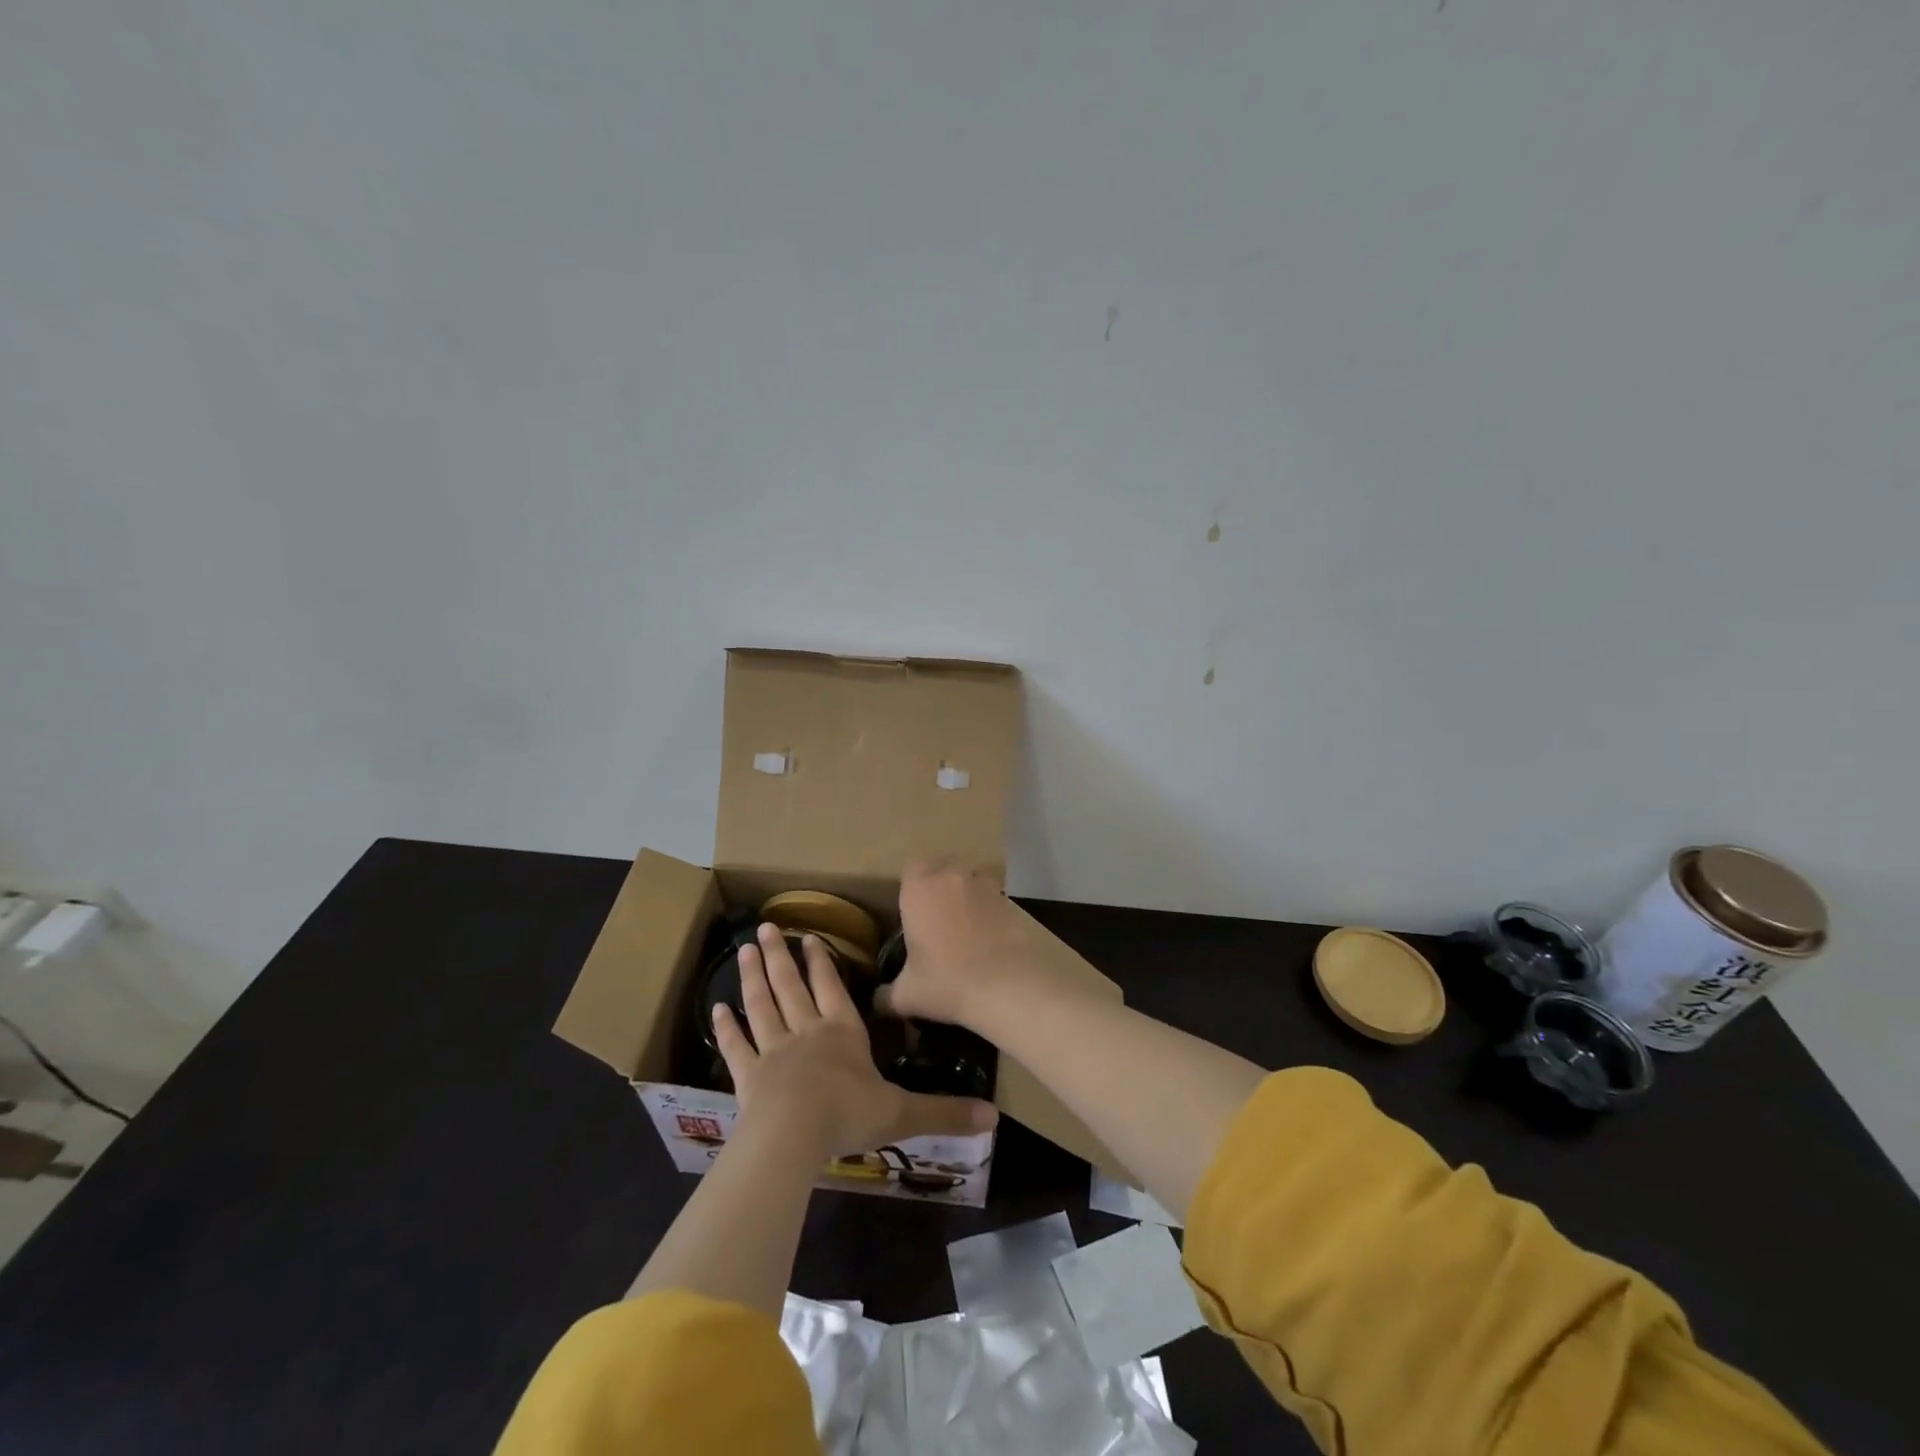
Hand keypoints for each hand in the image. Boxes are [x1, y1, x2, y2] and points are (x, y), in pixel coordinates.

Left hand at [714, 923, 997, 1157]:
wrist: (793, 1136)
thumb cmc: (848, 1115)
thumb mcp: (902, 1113)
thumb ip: (944, 1111)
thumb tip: (993, 1116)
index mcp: (842, 1032)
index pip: (832, 988)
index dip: (821, 962)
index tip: (809, 936)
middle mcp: (806, 1032)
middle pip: (791, 986)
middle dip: (780, 956)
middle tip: (765, 928)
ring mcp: (773, 1051)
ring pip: (762, 1005)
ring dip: (753, 977)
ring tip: (745, 950)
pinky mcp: (748, 1075)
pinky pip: (737, 1045)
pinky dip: (727, 1027)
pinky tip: (716, 1009)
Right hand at [884, 863, 1039, 1029]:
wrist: (1006, 986)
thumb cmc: (946, 982)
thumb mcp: (906, 996)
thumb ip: (885, 995)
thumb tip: (876, 1001)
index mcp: (920, 889)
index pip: (912, 868)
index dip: (911, 887)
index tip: (911, 911)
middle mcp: (951, 877)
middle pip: (942, 871)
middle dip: (938, 890)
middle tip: (935, 923)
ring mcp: (984, 886)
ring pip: (969, 882)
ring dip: (965, 898)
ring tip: (964, 931)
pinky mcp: (1010, 901)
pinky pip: (992, 899)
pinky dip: (988, 913)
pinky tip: (987, 940)